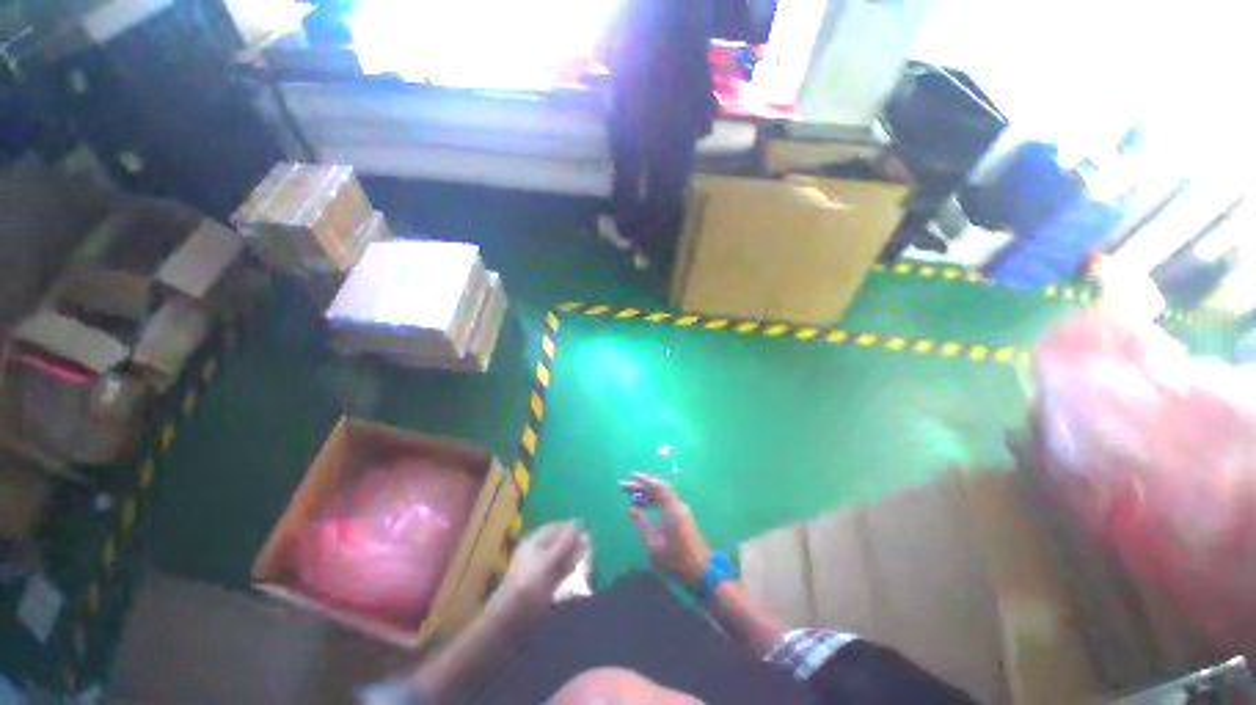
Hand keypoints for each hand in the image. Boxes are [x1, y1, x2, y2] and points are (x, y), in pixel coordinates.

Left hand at [487, 521, 588, 632]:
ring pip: (558, 559)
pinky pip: (557, 575)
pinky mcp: (541, 588)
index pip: (554, 528)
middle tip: (590, 546)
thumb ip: (565, 545)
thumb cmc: (528, 586)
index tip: (587, 528)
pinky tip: (577, 576)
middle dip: (573, 544)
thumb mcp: (548, 562)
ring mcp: (537, 572)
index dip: (570, 527)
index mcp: (533, 543)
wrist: (509, 622)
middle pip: (557, 544)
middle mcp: (535, 554)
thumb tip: (579, 526)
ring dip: (572, 558)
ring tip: (587, 559)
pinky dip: (568, 573)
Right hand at [621, 474, 710, 587]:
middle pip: (659, 490)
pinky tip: (643, 506)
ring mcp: (681, 511)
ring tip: (630, 496)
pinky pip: (666, 503)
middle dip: (641, 487)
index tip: (631, 476)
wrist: (701, 572)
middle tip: (624, 487)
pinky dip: (653, 501)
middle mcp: (678, 506)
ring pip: (662, 496)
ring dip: (646, 494)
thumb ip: (641, 524)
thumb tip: (631, 509)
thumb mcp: (653, 545)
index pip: (658, 487)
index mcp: (672, 510)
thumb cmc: (675, 560)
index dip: (644, 480)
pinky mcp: (682, 517)